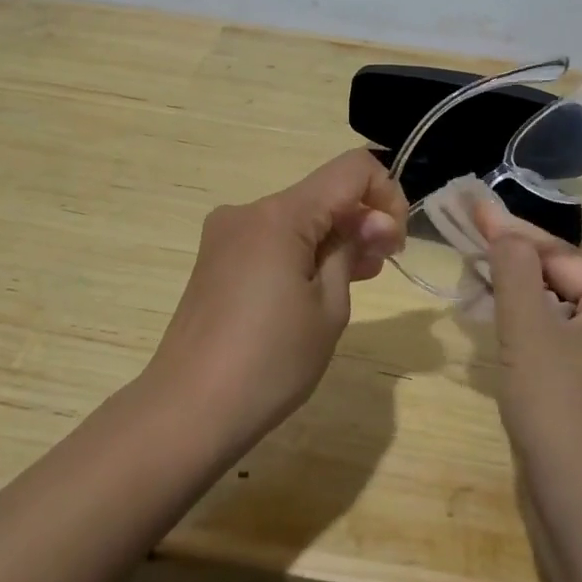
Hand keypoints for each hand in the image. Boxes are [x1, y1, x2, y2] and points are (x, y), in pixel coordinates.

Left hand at [147, 148, 406, 451]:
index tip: (394, 243)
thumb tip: (374, 221)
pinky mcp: (216, 259)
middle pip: (322, 193)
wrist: (187, 411)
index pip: (352, 169)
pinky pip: (272, 238)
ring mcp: (226, 234)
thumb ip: (352, 250)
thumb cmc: (270, 362)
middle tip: (382, 267)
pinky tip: (316, 287)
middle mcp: (249, 210)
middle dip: (360, 220)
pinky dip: (302, 251)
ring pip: (297, 217)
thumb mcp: (329, 307)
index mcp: (280, 214)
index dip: (386, 194)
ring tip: (357, 280)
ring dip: (333, 238)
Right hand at [478, 203, 581, 543]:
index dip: (513, 234)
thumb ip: (514, 270)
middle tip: (472, 249)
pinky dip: (539, 335)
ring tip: (481, 285)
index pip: (562, 256)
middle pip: (568, 282)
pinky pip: (573, 347)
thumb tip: (506, 230)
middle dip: (518, 267)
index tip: (473, 210)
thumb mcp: (528, 331)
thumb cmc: (561, 412)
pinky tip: (509, 335)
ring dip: (525, 301)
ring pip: (568, 316)